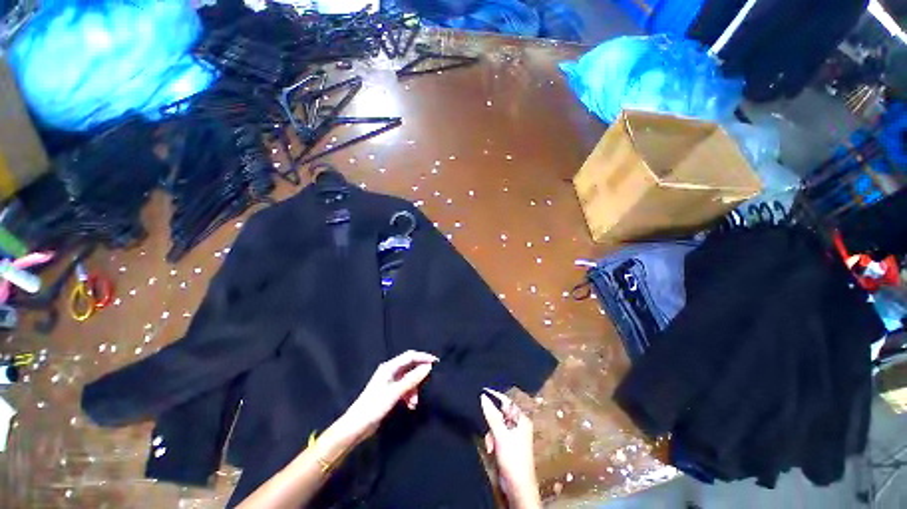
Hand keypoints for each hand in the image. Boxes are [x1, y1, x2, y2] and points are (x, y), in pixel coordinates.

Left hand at [338, 350, 436, 443]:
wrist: (357, 426)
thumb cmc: (375, 406)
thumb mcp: (396, 392)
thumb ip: (412, 379)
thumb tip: (428, 367)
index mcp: (389, 367)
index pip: (410, 356)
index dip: (423, 357)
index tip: (436, 362)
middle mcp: (390, 371)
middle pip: (410, 367)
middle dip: (419, 376)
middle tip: (429, 382)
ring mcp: (389, 382)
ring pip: (408, 379)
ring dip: (414, 389)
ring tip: (414, 402)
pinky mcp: (389, 392)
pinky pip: (404, 388)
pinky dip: (409, 395)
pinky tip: (410, 405)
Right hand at [481, 389, 540, 508]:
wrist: (517, 487)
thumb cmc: (513, 459)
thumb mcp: (500, 435)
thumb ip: (491, 415)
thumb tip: (483, 396)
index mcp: (522, 419)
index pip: (507, 402)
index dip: (495, 396)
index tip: (482, 391)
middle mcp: (518, 425)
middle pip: (500, 413)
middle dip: (492, 421)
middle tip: (487, 428)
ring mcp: (514, 435)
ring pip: (496, 424)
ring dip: (491, 433)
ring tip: (491, 444)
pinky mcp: (508, 444)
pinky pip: (497, 434)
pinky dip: (492, 440)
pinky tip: (491, 449)